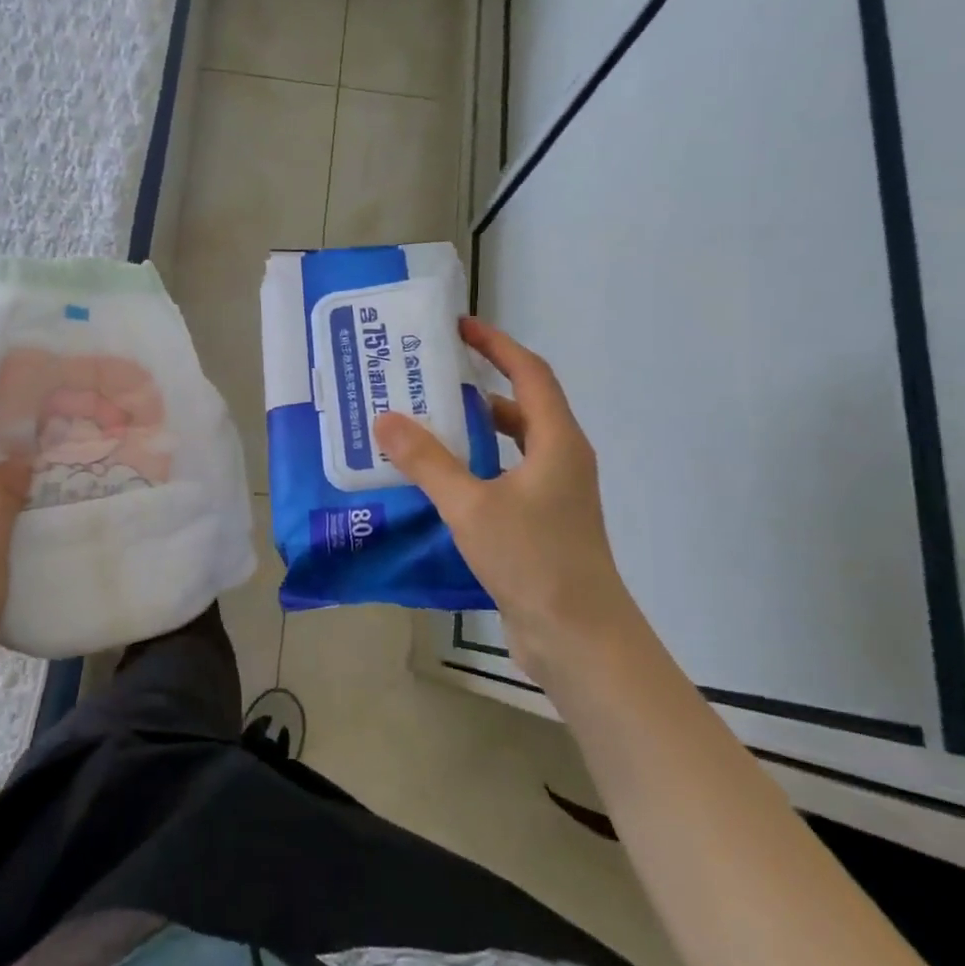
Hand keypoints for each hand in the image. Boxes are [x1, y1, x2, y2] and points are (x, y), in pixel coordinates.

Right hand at [372, 318, 626, 672]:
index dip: (496, 345)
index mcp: (556, 442)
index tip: (459, 327)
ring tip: (423, 424)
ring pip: (510, 445)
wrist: (579, 638)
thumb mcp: (471, 506)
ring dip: (472, 431)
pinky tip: (437, 481)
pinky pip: (502, 477)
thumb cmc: (533, 560)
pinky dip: (473, 468)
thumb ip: (427, 462)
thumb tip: (385, 419)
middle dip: (477, 387)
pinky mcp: (540, 524)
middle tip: (428, 378)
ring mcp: (553, 495)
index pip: (529, 373)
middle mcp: (560, 460)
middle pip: (520, 406)